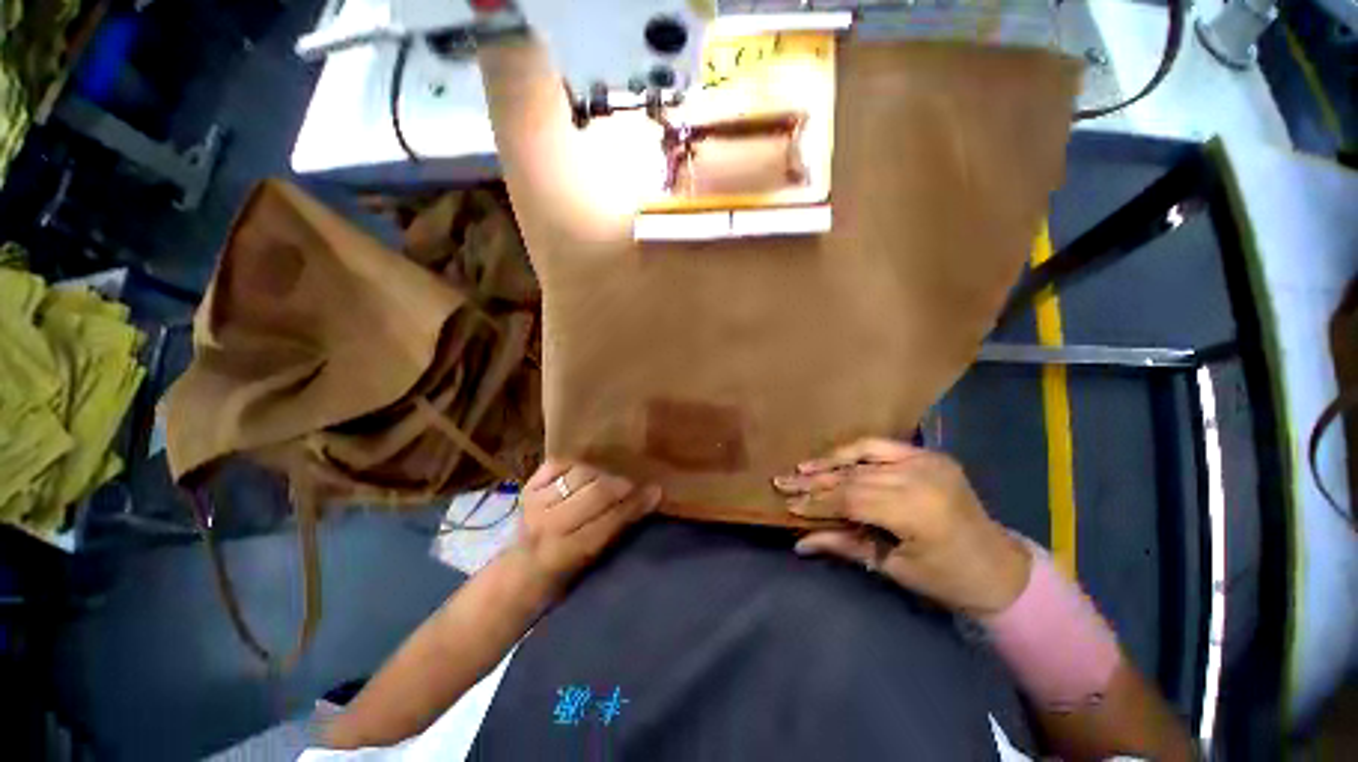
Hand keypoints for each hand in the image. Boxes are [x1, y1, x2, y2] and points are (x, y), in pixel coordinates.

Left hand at [512, 460, 661, 595]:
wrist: (520, 567)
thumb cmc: (563, 570)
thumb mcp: (592, 558)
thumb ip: (618, 526)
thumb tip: (651, 496)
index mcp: (565, 551)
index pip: (609, 521)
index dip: (635, 503)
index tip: (656, 489)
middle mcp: (547, 524)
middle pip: (596, 492)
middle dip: (621, 483)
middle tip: (637, 479)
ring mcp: (534, 501)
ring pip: (581, 474)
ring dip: (603, 471)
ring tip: (616, 471)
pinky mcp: (528, 485)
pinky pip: (562, 463)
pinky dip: (579, 463)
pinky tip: (590, 467)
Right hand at [773, 438, 1030, 615]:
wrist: (1000, 567)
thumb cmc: (947, 579)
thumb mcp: (893, 567)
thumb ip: (844, 545)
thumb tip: (800, 542)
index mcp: (917, 512)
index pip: (851, 500)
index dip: (817, 503)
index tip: (789, 505)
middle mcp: (920, 478)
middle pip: (852, 477)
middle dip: (814, 483)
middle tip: (783, 483)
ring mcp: (926, 461)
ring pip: (862, 458)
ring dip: (828, 464)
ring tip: (800, 469)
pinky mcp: (928, 455)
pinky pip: (881, 446)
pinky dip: (853, 451)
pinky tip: (832, 457)